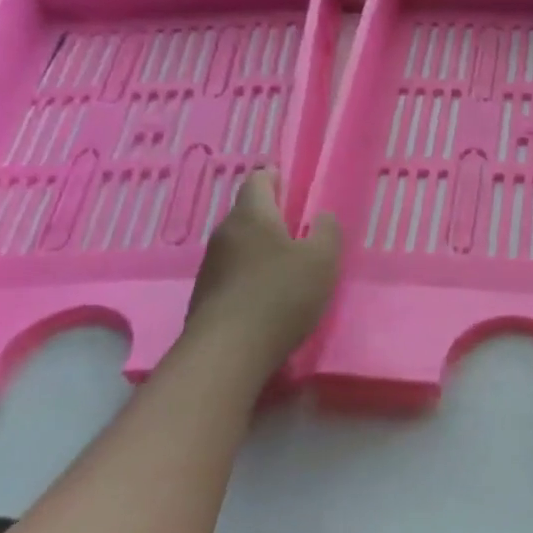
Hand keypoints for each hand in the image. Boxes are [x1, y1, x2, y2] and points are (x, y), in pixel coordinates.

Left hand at [177, 169, 341, 386]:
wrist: (226, 354)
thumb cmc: (279, 295)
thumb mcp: (322, 260)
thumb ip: (327, 232)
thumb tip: (322, 217)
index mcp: (252, 214)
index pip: (258, 179)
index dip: (276, 178)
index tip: (294, 188)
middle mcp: (225, 233)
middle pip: (248, 213)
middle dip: (272, 218)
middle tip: (301, 232)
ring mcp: (210, 266)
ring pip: (239, 245)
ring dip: (261, 250)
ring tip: (288, 268)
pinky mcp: (204, 297)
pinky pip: (232, 274)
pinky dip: (250, 277)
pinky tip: (268, 299)